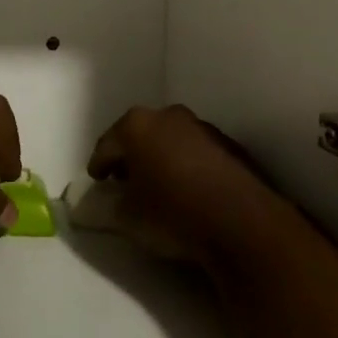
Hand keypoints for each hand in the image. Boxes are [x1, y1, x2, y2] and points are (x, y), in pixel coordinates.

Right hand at [85, 105, 278, 264]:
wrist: (240, 222)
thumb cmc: (172, 213)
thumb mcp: (128, 217)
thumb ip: (113, 203)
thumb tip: (114, 199)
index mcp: (136, 125)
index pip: (107, 144)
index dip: (99, 164)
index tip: (96, 180)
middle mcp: (168, 115)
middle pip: (140, 134)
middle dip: (131, 156)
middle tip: (125, 180)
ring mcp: (202, 127)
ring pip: (171, 140)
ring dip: (162, 158)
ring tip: (159, 186)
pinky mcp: (229, 144)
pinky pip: (197, 152)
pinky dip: (188, 165)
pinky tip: (189, 189)